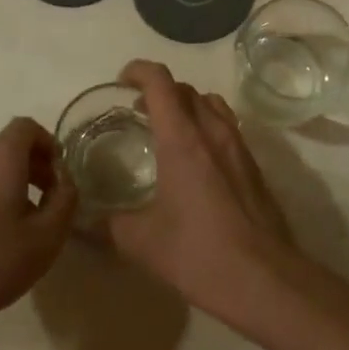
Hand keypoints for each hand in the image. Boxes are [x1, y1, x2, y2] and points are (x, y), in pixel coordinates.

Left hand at [0, 118, 77, 339]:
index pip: (27, 127)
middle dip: (37, 167)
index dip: (50, 144)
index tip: (62, 176)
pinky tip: (1, 237)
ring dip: (17, 184)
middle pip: (10, 147)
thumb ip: (65, 200)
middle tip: (53, 201)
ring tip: (30, 223)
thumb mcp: (47, 235)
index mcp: (0, 157)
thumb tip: (64, 181)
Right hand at [105, 61, 291, 319]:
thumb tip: (84, 221)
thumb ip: (108, 225)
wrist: (264, 278)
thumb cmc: (198, 253)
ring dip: (187, 105)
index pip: (160, 82)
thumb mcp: (141, 242)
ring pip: (212, 104)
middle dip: (159, 90)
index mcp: (182, 139)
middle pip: (186, 89)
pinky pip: (227, 127)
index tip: (122, 80)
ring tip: (168, 129)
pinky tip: (196, 161)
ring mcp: (239, 147)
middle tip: (137, 110)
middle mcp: (213, 132)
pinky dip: (207, 125)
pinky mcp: (254, 166)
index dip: (139, 71)